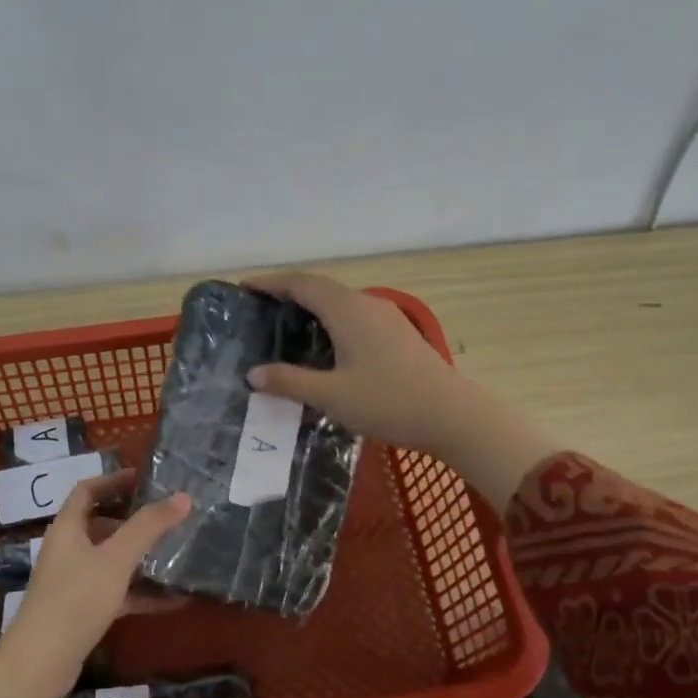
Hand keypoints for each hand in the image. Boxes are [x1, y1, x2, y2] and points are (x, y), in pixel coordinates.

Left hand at [0, 469, 189, 697]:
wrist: (42, 662)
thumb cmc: (76, 599)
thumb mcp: (116, 558)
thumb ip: (148, 527)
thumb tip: (183, 497)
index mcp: (67, 529)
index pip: (87, 491)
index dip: (114, 480)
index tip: (146, 479)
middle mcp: (67, 550)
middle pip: (101, 524)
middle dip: (134, 520)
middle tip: (168, 516)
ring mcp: (73, 582)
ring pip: (111, 560)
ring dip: (141, 557)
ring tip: (177, 553)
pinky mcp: (82, 611)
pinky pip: (117, 592)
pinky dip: (141, 592)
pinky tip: (174, 599)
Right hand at [242, 270, 562, 509]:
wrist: (452, 415)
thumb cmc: (388, 402)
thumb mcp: (331, 396)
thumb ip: (290, 382)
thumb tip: (254, 373)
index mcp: (347, 310)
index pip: (301, 284)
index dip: (271, 282)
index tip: (244, 287)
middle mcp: (366, 304)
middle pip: (321, 288)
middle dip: (289, 292)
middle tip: (261, 307)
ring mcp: (386, 318)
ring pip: (340, 301)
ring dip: (312, 305)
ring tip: (287, 323)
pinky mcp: (398, 335)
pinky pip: (354, 315)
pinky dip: (330, 319)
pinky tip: (325, 344)